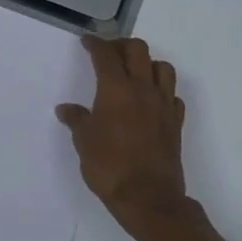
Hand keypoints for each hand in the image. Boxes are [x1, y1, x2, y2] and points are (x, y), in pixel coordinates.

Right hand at [56, 36, 209, 240]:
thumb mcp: (83, 142)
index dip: (95, 44)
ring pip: (162, 68)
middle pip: (138, 50)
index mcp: (116, 89)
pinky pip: (172, 94)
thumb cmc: (109, 167)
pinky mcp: (175, 122)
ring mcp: (163, 105)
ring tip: (133, 74)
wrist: (148, 198)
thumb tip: (66, 109)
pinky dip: (162, 90)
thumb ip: (76, 120)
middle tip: (108, 54)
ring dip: (147, 64)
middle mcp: (143, 90)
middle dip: (121, 46)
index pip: (106, 55)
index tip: (87, 42)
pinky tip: (150, 101)